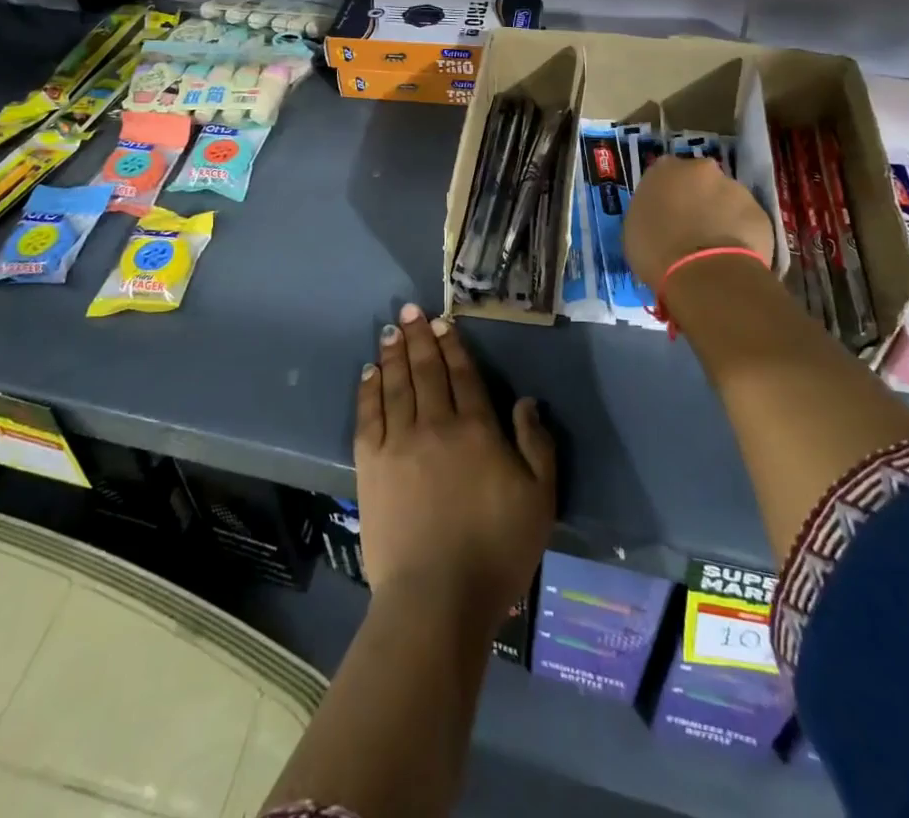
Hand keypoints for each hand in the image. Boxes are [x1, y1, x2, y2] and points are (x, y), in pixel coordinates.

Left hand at [356, 303, 555, 628]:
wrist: (437, 597)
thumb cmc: (496, 550)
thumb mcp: (540, 499)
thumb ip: (536, 445)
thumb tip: (526, 401)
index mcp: (477, 430)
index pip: (463, 375)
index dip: (453, 345)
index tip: (443, 323)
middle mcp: (436, 424)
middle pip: (427, 370)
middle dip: (419, 337)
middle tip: (410, 310)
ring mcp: (400, 442)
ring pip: (396, 385)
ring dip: (394, 354)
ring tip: (391, 330)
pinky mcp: (372, 464)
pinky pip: (369, 415)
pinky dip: (369, 389)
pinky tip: (369, 372)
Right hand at [623, 155, 776, 289]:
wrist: (705, 273)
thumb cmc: (656, 250)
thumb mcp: (635, 228)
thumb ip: (650, 211)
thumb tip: (662, 216)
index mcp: (664, 169)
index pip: (664, 173)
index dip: (666, 194)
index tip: (666, 214)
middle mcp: (701, 169)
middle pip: (699, 181)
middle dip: (697, 199)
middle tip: (691, 227)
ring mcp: (735, 188)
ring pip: (726, 199)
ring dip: (720, 215)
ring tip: (713, 247)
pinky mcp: (760, 212)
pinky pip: (746, 221)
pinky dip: (740, 233)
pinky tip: (732, 256)